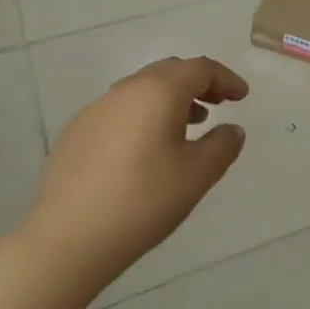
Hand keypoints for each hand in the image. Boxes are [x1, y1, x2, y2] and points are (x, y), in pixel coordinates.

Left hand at [26, 57, 248, 296]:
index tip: (242, 97)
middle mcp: (126, 89)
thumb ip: (222, 146)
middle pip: (170, 72)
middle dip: (198, 84)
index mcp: (159, 91)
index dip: (226, 79)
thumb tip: (232, 129)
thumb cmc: (143, 200)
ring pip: (142, 90)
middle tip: (218, 105)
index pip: (200, 69)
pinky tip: (145, 150)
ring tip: (187, 128)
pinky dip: (142, 117)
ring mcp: (96, 109)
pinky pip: (120, 111)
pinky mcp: (76, 133)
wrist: (67, 239)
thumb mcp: (197, 176)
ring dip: (169, 100)